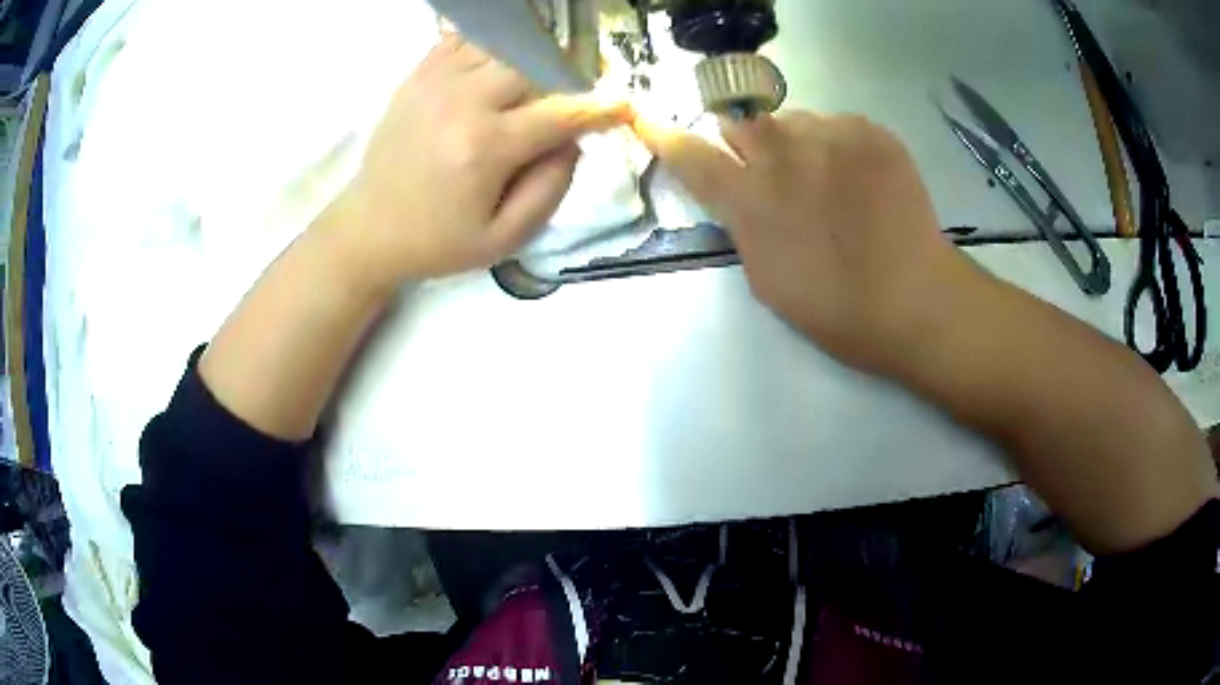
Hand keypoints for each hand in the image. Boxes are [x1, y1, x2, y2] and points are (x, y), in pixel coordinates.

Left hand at [328, 35, 631, 285]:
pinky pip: (463, 40)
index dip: (599, 107)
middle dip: (561, 76)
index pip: (561, 112)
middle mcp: (462, 103)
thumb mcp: (504, 239)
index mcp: (486, 148)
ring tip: (529, 84)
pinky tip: (491, 69)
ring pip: (501, 44)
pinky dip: (488, 47)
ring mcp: (435, 82)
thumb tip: (574, 141)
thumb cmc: (438, 241)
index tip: (622, 105)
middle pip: (533, 63)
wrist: (368, 229)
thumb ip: (551, 188)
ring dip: (526, 59)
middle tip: (567, 95)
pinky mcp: (417, 76)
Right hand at [633, 112, 977, 369]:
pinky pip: (836, 124)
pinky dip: (838, 146)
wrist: (915, 301)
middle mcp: (783, 154)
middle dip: (746, 143)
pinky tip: (861, 180)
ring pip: (792, 121)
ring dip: (797, 144)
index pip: (690, 154)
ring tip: (829, 181)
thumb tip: (733, 190)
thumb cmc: (836, 309)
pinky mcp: (869, 131)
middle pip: (740, 120)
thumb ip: (740, 223)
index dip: (665, 137)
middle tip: (773, 173)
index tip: (648, 121)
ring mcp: (830, 135)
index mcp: (751, 200)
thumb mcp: (766, 278)